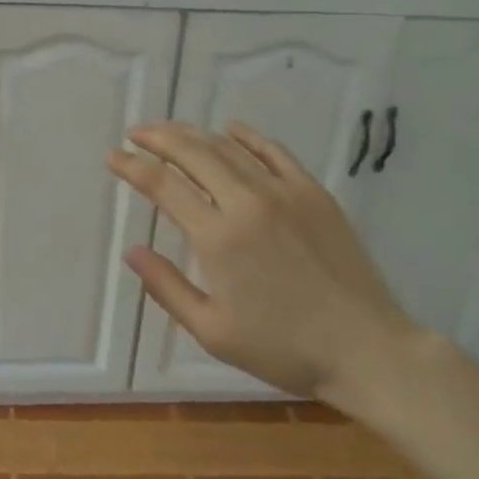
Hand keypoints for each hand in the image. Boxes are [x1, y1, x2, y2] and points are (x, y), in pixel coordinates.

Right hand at [108, 121, 420, 416]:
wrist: (366, 348)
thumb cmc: (285, 348)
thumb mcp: (214, 331)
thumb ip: (167, 287)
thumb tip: (131, 252)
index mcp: (218, 237)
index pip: (163, 185)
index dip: (132, 166)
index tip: (112, 156)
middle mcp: (246, 201)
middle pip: (192, 152)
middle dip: (157, 137)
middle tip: (136, 133)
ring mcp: (283, 191)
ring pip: (228, 147)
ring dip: (193, 133)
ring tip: (171, 132)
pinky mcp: (312, 191)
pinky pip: (272, 151)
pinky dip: (246, 136)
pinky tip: (230, 129)